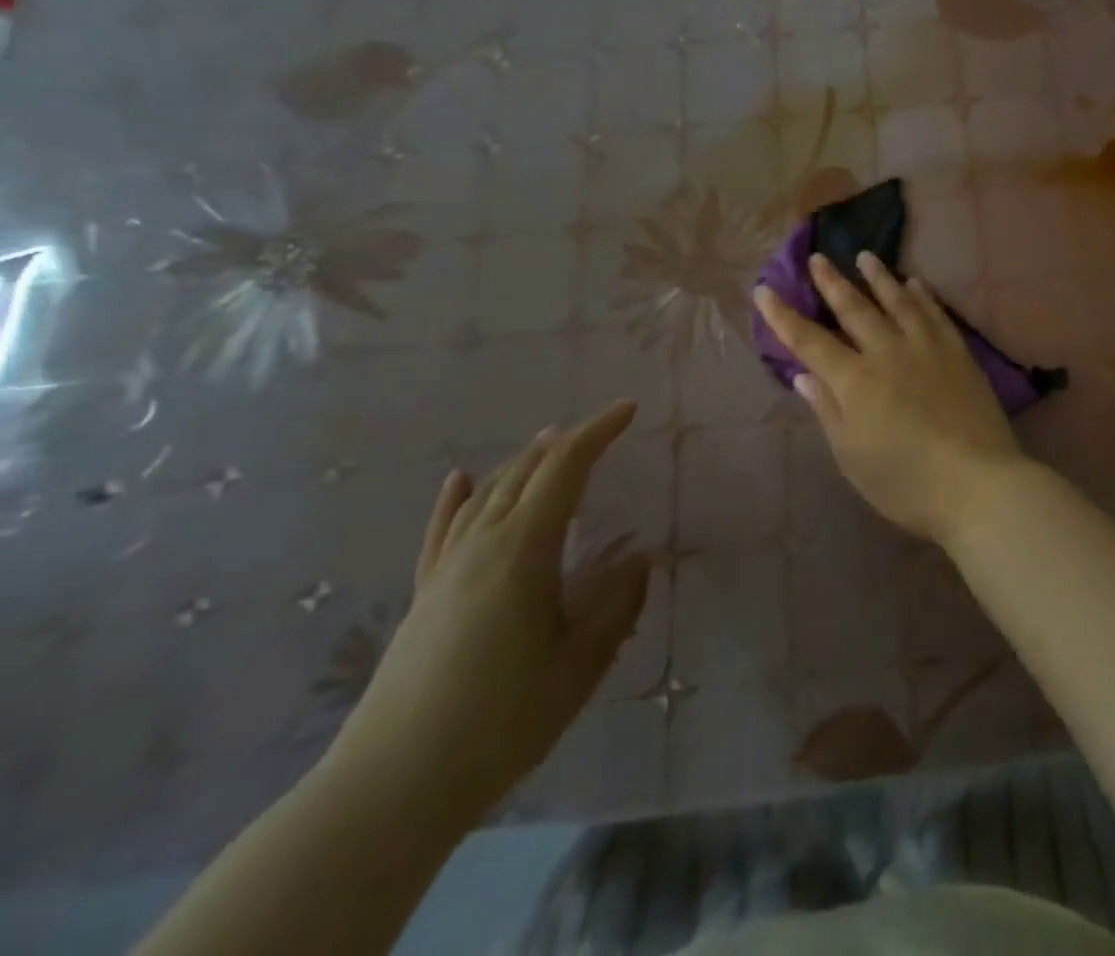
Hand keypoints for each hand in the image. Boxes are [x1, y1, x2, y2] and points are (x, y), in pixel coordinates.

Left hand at [325, 402, 650, 828]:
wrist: (389, 789)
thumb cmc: (500, 721)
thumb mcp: (581, 664)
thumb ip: (617, 605)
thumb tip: (641, 561)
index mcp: (524, 550)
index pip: (565, 469)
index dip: (598, 432)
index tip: (629, 409)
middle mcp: (482, 544)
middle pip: (526, 472)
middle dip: (566, 442)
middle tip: (602, 428)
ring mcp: (446, 568)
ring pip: (488, 493)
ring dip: (523, 462)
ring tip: (549, 442)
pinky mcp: (424, 595)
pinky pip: (443, 529)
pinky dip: (457, 497)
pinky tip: (460, 479)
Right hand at [753, 252, 1028, 543]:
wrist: (978, 483)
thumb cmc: (906, 482)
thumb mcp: (852, 457)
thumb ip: (828, 410)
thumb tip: (803, 375)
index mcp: (855, 381)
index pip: (810, 341)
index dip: (784, 316)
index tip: (764, 290)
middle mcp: (888, 353)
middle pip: (854, 309)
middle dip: (832, 282)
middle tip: (818, 257)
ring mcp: (926, 348)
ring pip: (898, 301)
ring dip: (878, 277)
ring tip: (865, 256)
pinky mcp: (958, 352)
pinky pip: (935, 313)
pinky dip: (922, 295)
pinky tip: (916, 283)